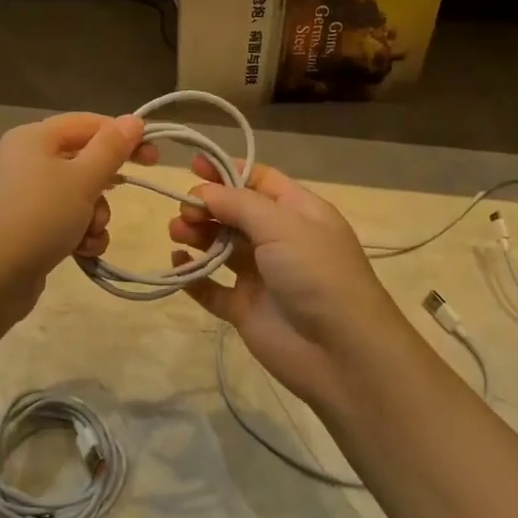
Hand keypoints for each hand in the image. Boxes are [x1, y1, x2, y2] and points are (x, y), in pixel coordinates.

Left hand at [0, 112, 155, 310]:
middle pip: (79, 160)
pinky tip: (81, 251)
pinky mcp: (20, 227)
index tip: (153, 155)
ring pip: (73, 194)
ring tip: (91, 233)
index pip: (86, 123)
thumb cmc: (39, 216)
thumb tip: (132, 120)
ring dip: (94, 214)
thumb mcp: (83, 179)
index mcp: (32, 138)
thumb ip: (111, 149)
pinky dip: (76, 232)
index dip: (122, 135)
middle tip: (130, 190)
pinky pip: (59, 219)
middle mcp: (21, 160)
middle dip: (105, 182)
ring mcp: (18, 196)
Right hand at [169, 159, 408, 414]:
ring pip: (221, 248)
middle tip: (184, 212)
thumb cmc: (317, 273)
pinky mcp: (246, 309)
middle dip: (207, 207)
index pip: (260, 181)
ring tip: (176, 235)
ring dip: (197, 237)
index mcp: (299, 213)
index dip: (227, 171)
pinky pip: (212, 288)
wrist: (341, 351)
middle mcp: (280, 240)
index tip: (192, 166)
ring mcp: (262, 276)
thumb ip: (238, 204)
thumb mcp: (282, 225)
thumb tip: (204, 191)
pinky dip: (193, 276)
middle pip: (235, 214)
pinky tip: (178, 265)